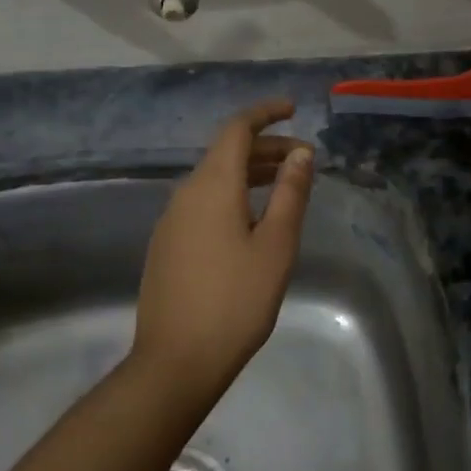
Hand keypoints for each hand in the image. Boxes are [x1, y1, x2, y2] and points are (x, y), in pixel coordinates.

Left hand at [130, 98, 314, 401]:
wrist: (175, 361)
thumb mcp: (275, 246)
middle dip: (265, 147)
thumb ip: (290, 194)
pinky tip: (252, 220)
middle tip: (303, 159)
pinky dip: (232, 195)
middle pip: (226, 153)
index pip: (237, 129)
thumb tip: (301, 152)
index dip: (265, 113)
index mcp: (212, 185)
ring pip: (214, 179)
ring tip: (284, 186)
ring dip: (250, 173)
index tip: (293, 109)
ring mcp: (171, 220)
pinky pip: (203, 202)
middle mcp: (186, 193)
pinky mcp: (167, 244)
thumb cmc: (235, 300)